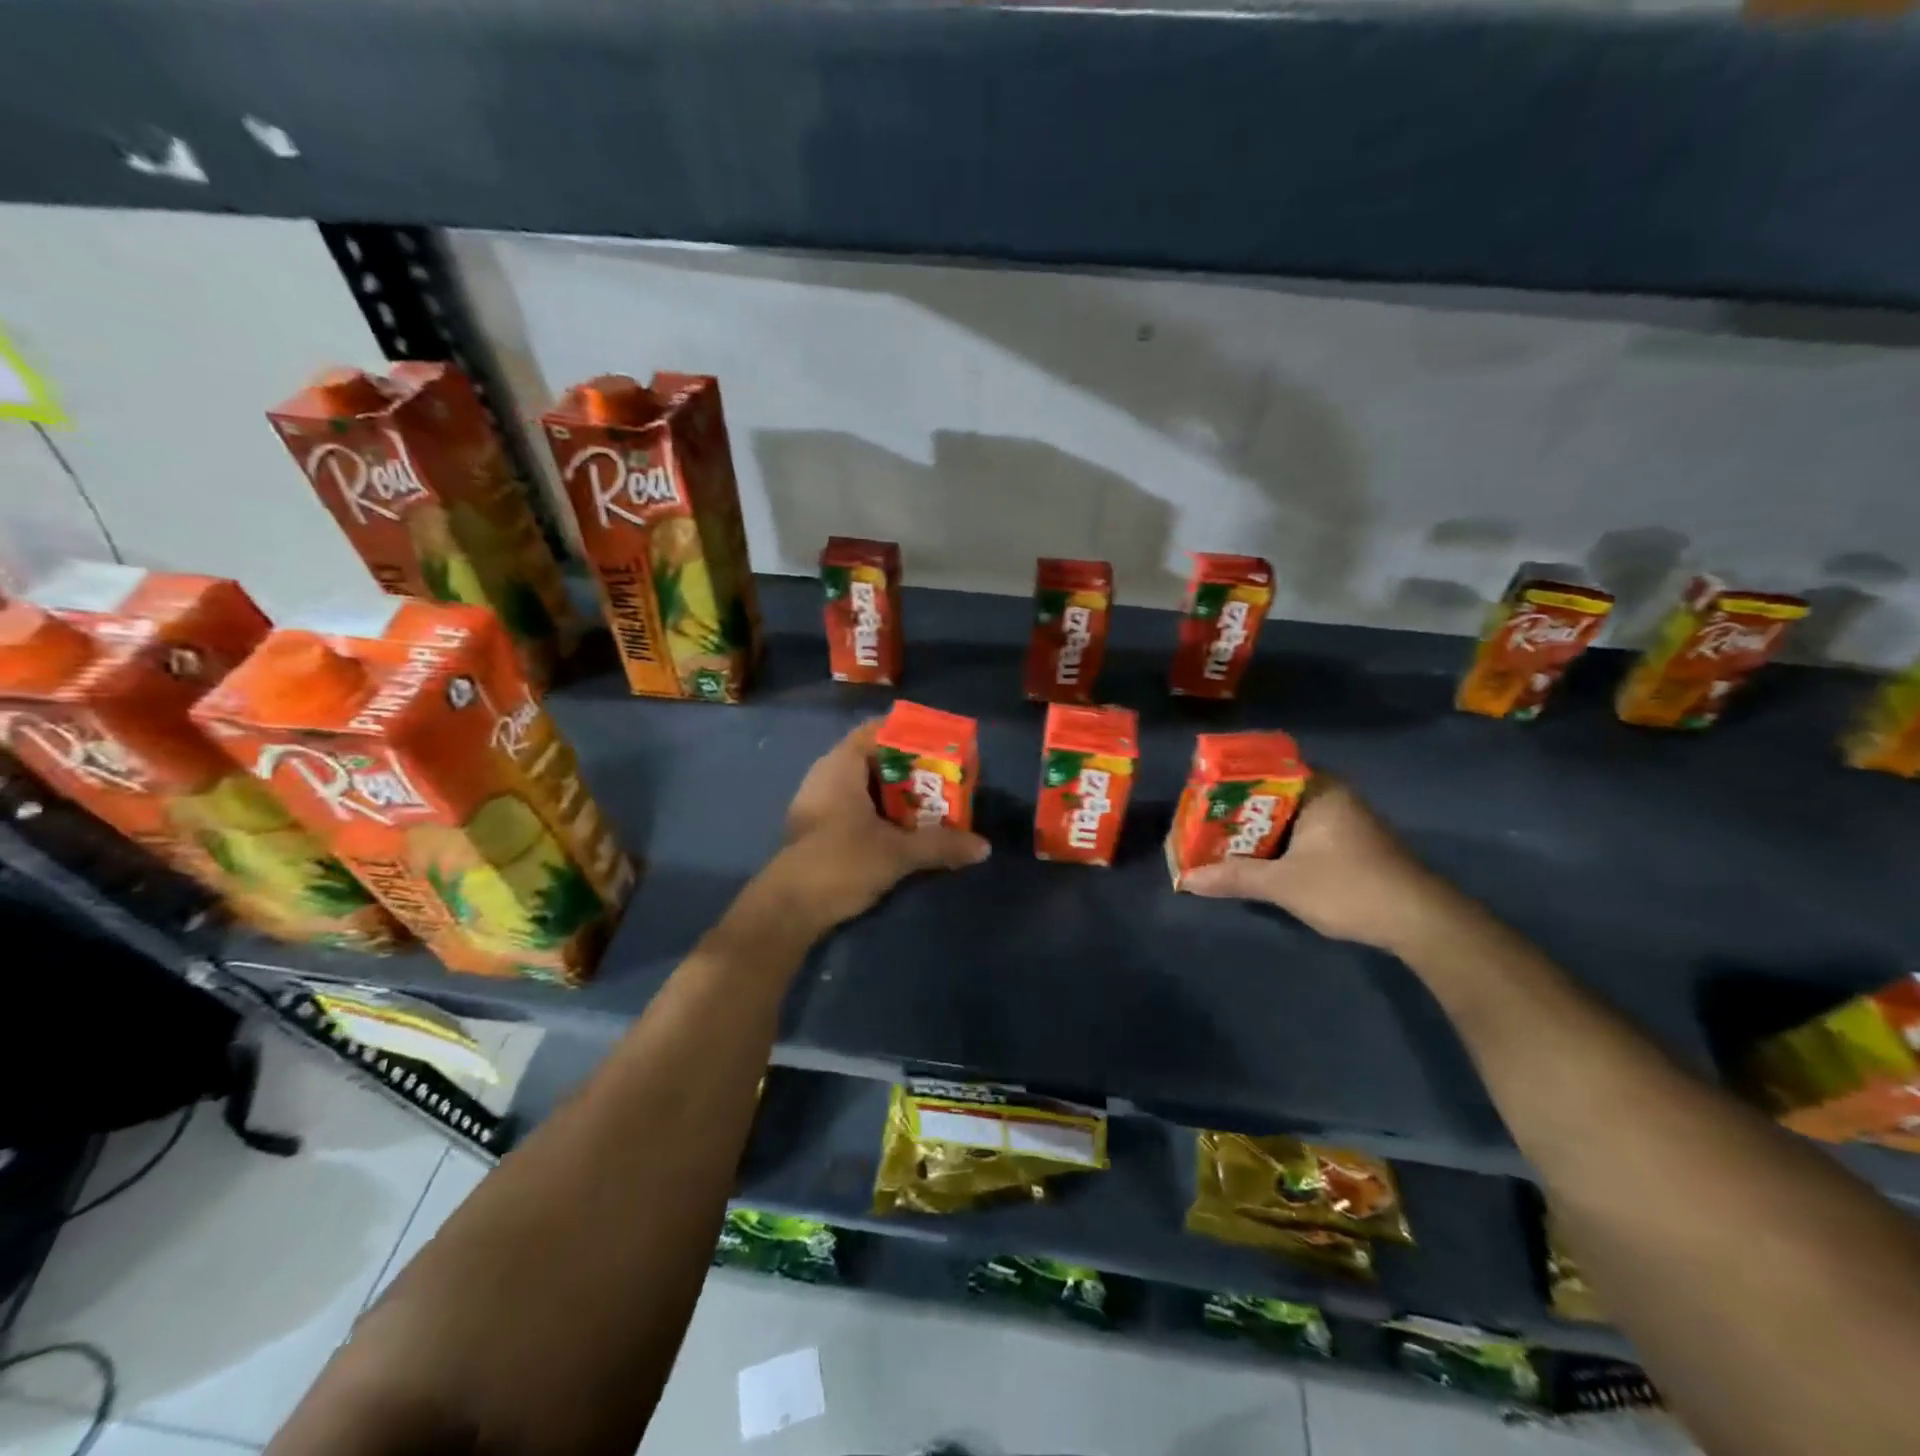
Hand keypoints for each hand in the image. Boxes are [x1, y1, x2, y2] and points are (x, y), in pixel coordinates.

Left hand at [760, 719, 990, 930]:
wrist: (788, 909)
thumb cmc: (841, 863)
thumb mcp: (897, 853)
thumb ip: (941, 845)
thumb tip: (984, 847)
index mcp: (841, 766)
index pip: (877, 731)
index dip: (909, 734)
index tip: (941, 744)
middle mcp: (826, 776)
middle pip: (874, 758)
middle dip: (910, 768)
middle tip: (945, 778)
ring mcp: (818, 803)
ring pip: (865, 786)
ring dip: (896, 794)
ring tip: (931, 804)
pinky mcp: (817, 828)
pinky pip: (855, 806)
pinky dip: (880, 812)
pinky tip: (904, 830)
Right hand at [1180, 780, 1449, 951]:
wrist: (1421, 922)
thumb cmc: (1350, 888)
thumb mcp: (1284, 884)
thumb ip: (1235, 877)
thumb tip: (1186, 880)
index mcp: (1318, 789)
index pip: (1263, 769)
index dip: (1227, 782)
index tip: (1199, 796)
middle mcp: (1330, 796)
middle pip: (1270, 795)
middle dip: (1235, 811)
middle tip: (1200, 822)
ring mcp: (1342, 820)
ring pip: (1284, 817)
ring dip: (1254, 831)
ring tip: (1216, 841)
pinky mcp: (1348, 844)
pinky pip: (1299, 833)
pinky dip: (1275, 844)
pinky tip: (1253, 859)